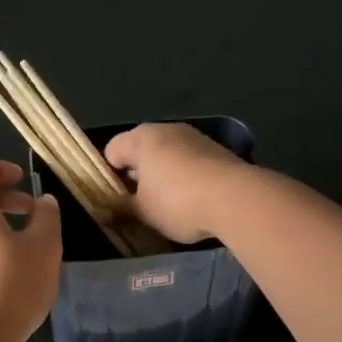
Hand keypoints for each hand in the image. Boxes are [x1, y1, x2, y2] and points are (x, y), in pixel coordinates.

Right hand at [103, 124, 247, 244]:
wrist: (237, 199)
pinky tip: (192, 201)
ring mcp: (195, 137)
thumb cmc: (177, 201)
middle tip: (138, 204)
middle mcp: (167, 129)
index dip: (109, 176)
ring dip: (163, 177)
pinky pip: (191, 163)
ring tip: (166, 206)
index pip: (112, 151)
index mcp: (141, 137)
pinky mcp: (218, 151)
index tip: (115, 200)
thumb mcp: (143, 212)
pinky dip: (186, 178)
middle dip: (137, 176)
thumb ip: (121, 209)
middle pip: (141, 151)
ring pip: (168, 157)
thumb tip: (104, 212)